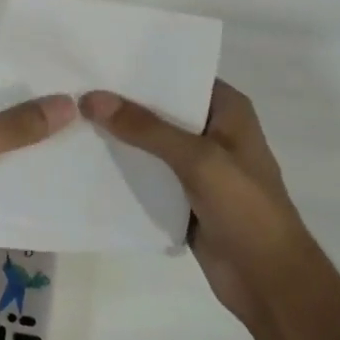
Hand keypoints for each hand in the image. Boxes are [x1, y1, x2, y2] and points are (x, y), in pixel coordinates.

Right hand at [80, 81, 312, 323]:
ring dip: (119, 136)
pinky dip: (124, 169)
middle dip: (122, 102)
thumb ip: (146, 128)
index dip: (142, 67)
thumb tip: (92, 98)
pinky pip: (148, 174)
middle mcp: (213, 130)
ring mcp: (198, 166)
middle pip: (161, 108)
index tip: (99, 58)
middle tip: (74, 87)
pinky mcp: (183, 196)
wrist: (268, 281)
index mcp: (228, 110)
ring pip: (151, 143)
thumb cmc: (245, 208)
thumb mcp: (197, 159)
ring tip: (71, 118)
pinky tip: (86, 159)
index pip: (180, 75)